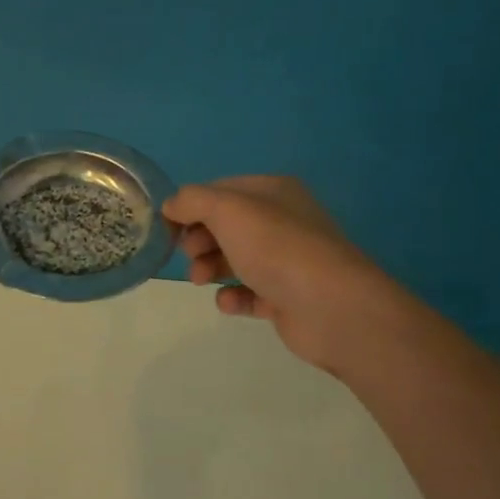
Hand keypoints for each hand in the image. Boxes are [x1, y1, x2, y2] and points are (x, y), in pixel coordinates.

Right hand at [164, 175, 383, 371]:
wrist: (332, 307)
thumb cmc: (276, 247)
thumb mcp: (227, 210)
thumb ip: (191, 201)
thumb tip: (171, 206)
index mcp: (273, 192)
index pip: (220, 191)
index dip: (191, 206)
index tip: (168, 227)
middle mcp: (282, 222)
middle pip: (226, 226)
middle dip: (199, 239)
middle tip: (188, 254)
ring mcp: (287, 261)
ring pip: (235, 259)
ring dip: (209, 267)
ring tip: (200, 280)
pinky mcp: (287, 298)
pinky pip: (250, 293)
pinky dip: (233, 297)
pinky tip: (228, 302)